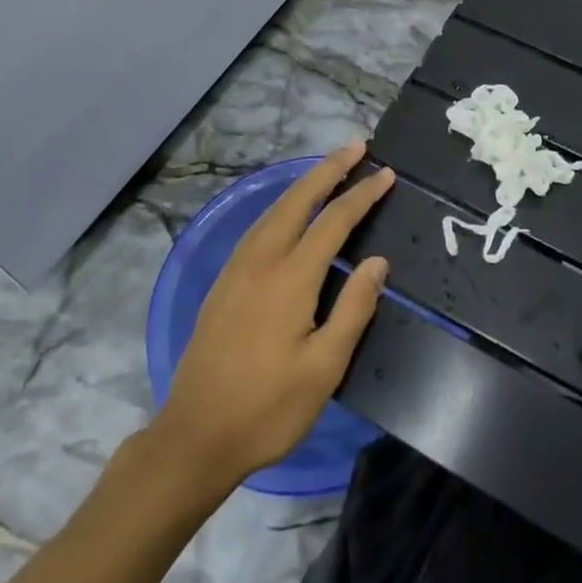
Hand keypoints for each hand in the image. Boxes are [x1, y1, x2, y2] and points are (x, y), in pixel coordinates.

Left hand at [151, 142, 392, 492]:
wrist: (194, 436)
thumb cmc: (267, 408)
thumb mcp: (324, 368)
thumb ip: (353, 308)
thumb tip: (377, 261)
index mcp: (291, 277)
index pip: (334, 221)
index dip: (362, 194)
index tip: (387, 173)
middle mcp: (262, 260)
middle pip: (298, 199)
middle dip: (329, 169)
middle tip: (357, 146)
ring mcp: (237, 269)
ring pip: (274, 209)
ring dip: (304, 183)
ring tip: (329, 168)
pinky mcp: (223, 282)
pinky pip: (258, 226)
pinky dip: (282, 205)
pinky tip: (288, 211)